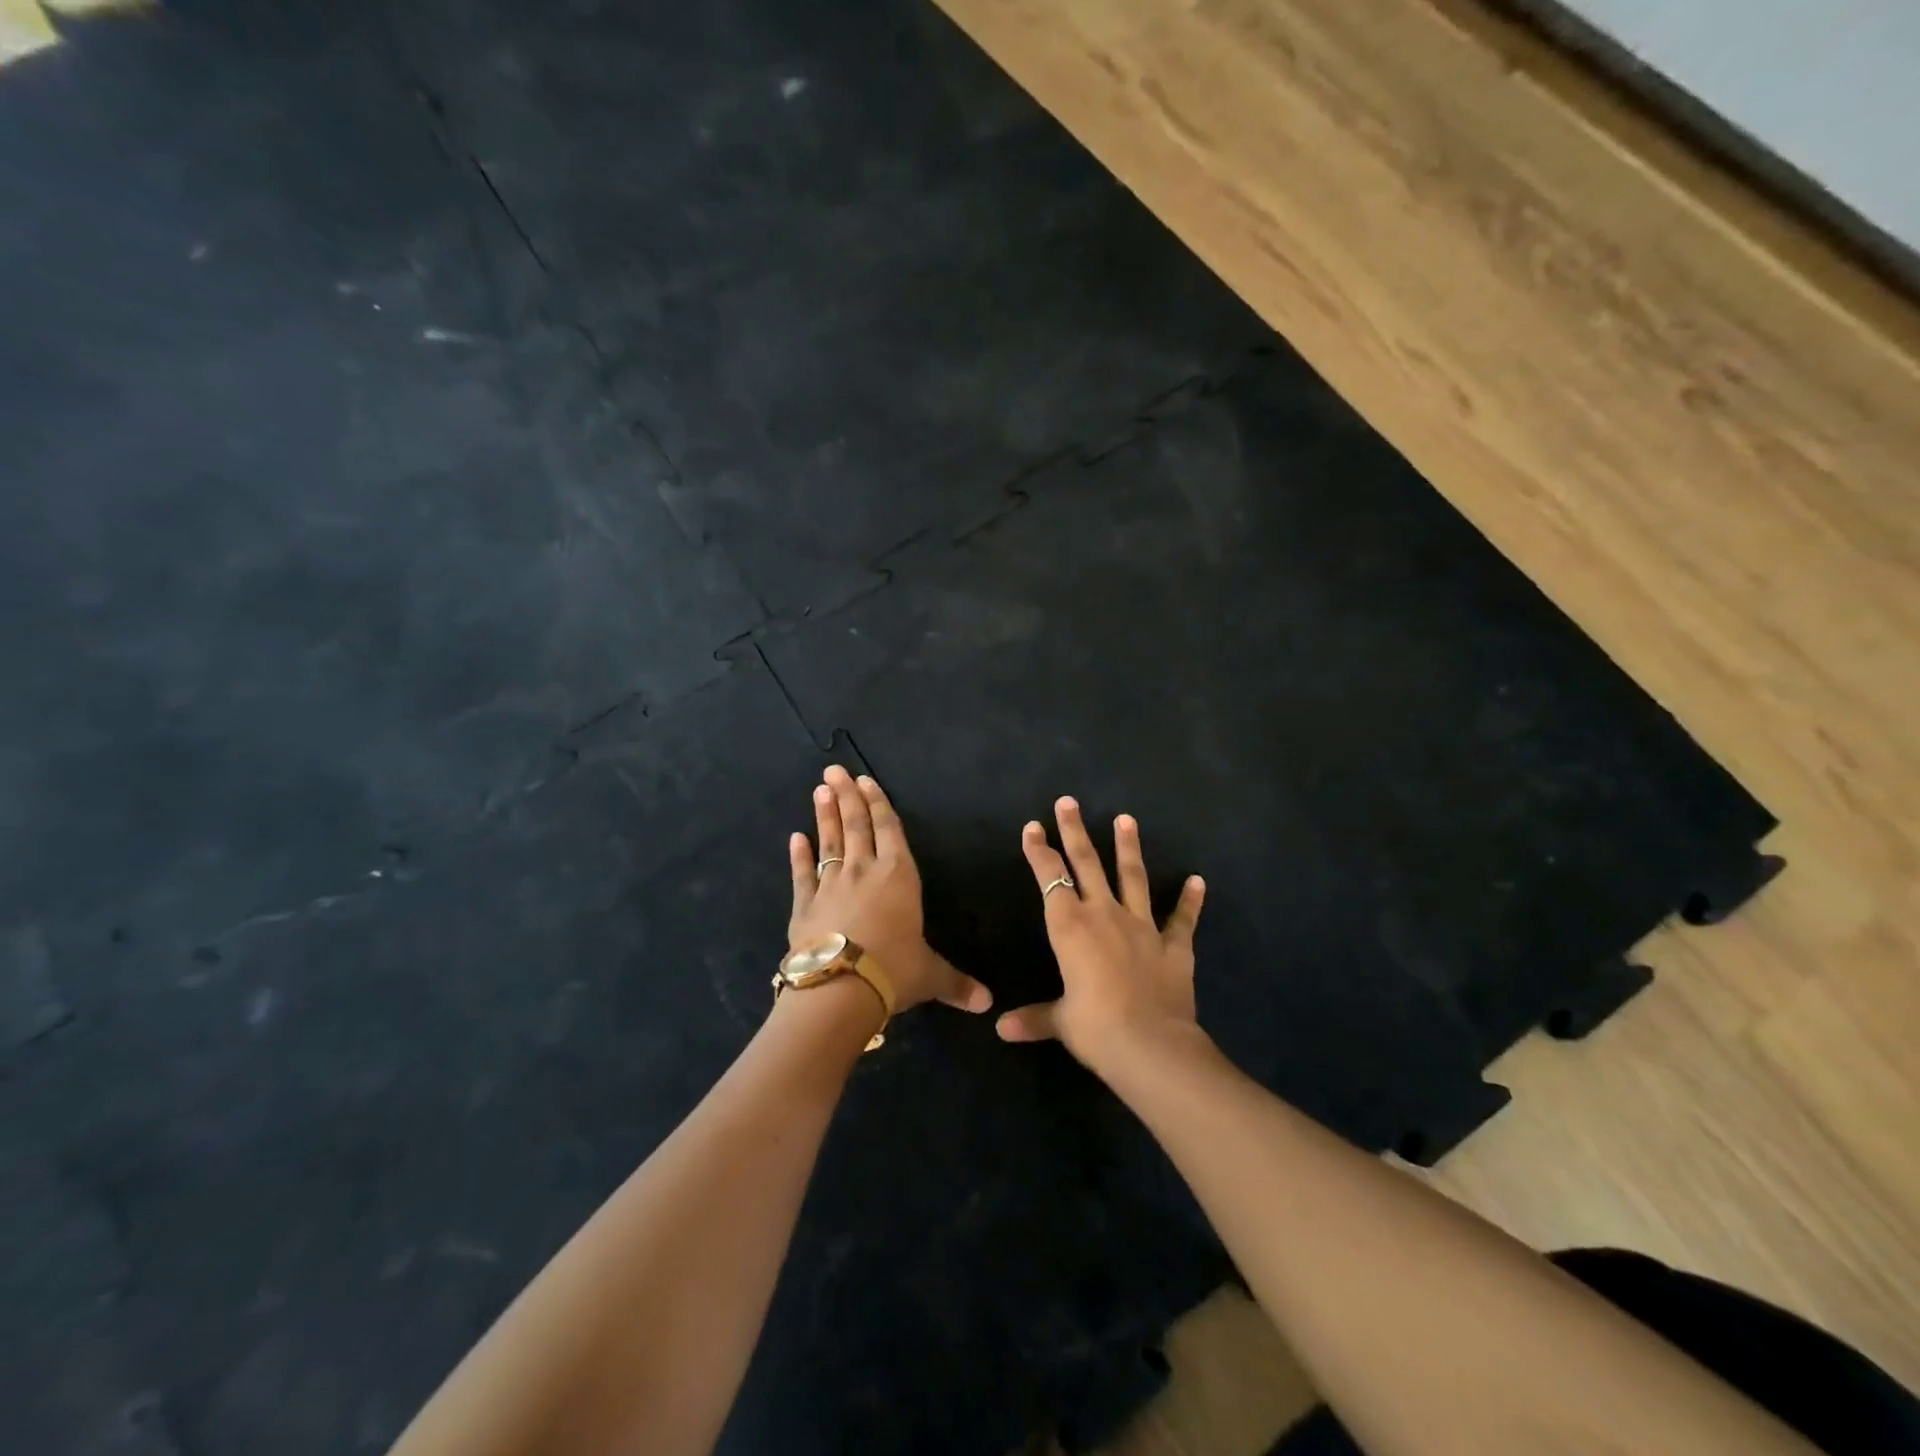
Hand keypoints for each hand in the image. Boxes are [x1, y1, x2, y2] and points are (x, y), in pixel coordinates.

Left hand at [787, 765, 992, 1015]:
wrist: (840, 989)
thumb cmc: (894, 970)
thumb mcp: (930, 976)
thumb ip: (956, 983)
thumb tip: (989, 1004)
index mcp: (899, 876)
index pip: (889, 830)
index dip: (878, 804)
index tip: (865, 780)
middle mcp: (864, 871)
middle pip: (856, 826)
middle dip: (847, 796)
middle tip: (834, 770)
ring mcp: (830, 886)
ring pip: (829, 843)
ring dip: (825, 816)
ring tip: (819, 790)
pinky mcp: (805, 906)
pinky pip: (802, 875)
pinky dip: (798, 856)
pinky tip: (795, 838)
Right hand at [996, 797, 1206, 1072]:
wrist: (1151, 1046)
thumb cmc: (1096, 1029)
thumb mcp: (1060, 1022)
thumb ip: (1033, 1018)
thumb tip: (1001, 1029)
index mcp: (1070, 927)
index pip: (1050, 878)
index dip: (1039, 851)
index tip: (1032, 827)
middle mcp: (1104, 915)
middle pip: (1087, 863)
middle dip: (1075, 831)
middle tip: (1069, 801)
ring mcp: (1142, 927)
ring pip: (1132, 877)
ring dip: (1128, 847)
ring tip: (1127, 818)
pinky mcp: (1174, 946)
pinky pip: (1182, 919)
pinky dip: (1190, 901)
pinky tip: (1197, 881)